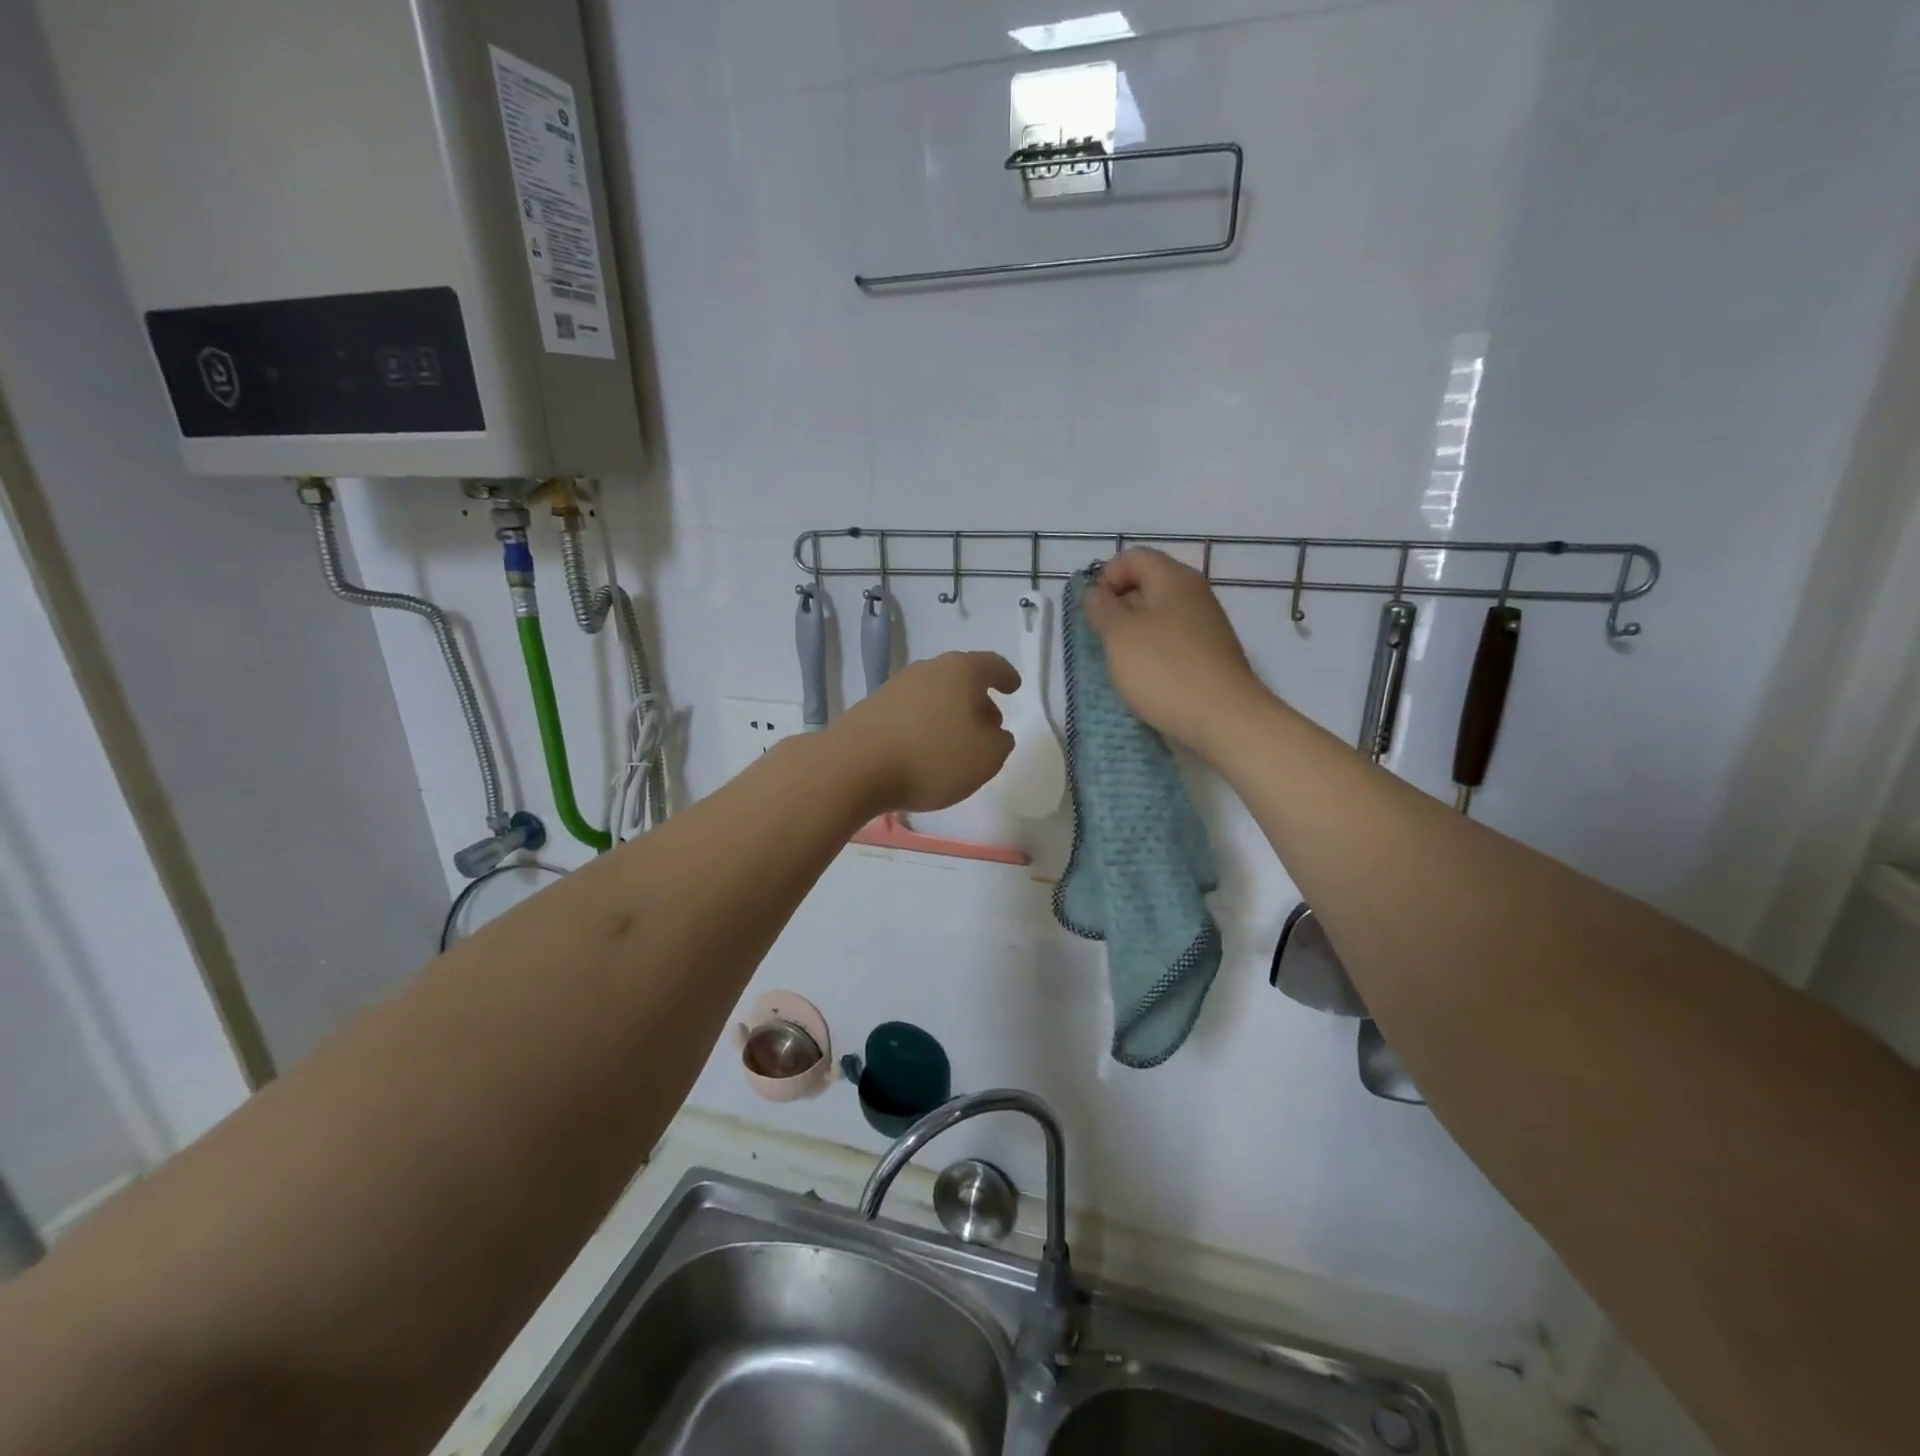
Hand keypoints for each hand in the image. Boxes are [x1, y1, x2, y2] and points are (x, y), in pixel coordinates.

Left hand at [829, 651, 1019, 813]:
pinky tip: (924, 750)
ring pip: (934, 695)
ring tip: (957, 743)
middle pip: (960, 678)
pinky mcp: (872, 708)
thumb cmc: (932, 757)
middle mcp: (927, 669)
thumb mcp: (986, 758)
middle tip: (989, 724)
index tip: (1013, 687)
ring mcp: (896, 687)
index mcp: (961, 671)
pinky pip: (911, 712)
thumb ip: (1001, 743)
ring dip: (949, 714)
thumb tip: (995, 733)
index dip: (1006, 676)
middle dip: (978, 699)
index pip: (992, 665)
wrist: (853, 767)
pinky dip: (925, 725)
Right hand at [1083, 549, 1271, 757]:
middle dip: (1118, 605)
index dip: (1106, 575)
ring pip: (1160, 615)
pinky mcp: (1210, 655)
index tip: (1093, 609)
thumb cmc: (1164, 669)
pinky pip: (1173, 641)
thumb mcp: (1119, 634)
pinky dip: (1153, 652)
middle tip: (1101, 636)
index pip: (1134, 557)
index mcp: (1173, 578)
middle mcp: (1194, 594)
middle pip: (1148, 583)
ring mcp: (1206, 625)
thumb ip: (1102, 608)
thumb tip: (1097, 594)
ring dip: (1134, 632)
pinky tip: (1145, 677)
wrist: (1224, 719)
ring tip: (1119, 660)